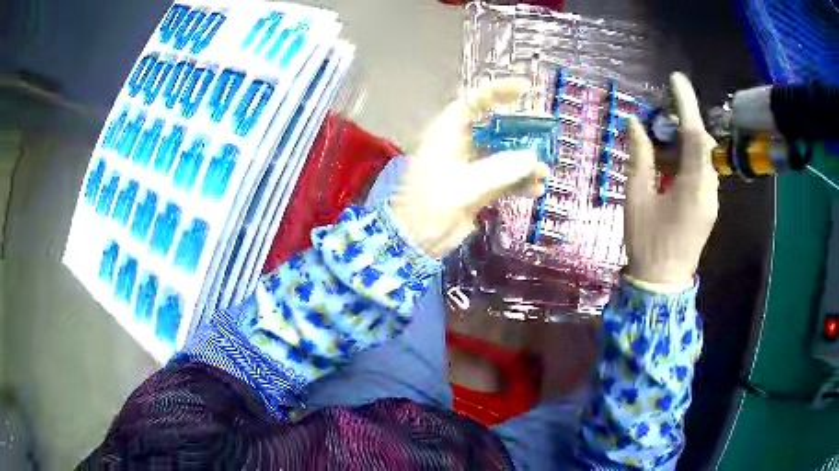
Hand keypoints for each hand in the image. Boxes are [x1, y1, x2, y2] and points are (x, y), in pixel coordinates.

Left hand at [390, 79, 549, 258]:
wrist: (413, 242)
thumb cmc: (429, 206)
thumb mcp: (464, 186)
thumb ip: (499, 170)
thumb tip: (532, 158)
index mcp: (448, 133)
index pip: (474, 102)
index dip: (498, 91)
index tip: (525, 88)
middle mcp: (460, 145)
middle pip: (495, 128)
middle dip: (521, 131)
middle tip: (546, 133)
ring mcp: (470, 167)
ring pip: (503, 156)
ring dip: (525, 163)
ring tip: (544, 173)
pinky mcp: (477, 188)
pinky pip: (504, 179)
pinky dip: (519, 183)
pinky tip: (535, 191)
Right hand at [624, 72, 718, 286]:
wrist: (662, 286)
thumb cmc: (647, 244)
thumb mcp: (637, 198)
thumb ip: (639, 158)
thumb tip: (634, 124)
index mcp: (694, 187)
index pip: (695, 135)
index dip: (686, 104)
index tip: (675, 80)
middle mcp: (710, 190)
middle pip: (703, 144)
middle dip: (683, 123)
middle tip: (660, 116)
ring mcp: (711, 200)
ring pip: (703, 158)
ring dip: (684, 142)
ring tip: (660, 140)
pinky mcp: (708, 207)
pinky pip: (702, 173)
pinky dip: (687, 159)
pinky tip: (668, 165)